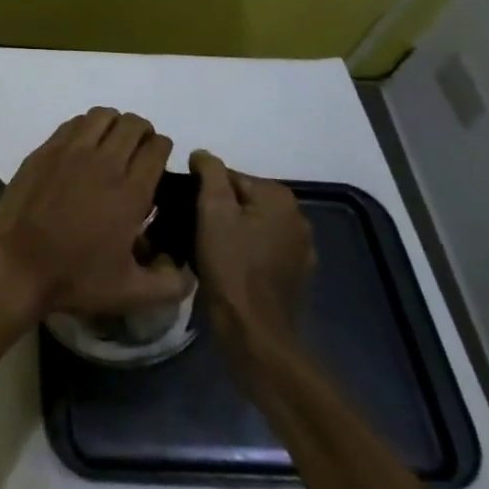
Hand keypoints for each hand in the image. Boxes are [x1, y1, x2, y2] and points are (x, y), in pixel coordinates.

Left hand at [0, 108, 190, 319]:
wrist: (17, 263)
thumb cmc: (75, 277)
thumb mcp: (130, 293)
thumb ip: (168, 283)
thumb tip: (187, 270)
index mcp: (130, 192)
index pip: (157, 148)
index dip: (163, 149)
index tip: (160, 161)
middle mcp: (104, 162)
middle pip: (133, 125)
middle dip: (144, 133)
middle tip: (140, 150)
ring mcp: (71, 150)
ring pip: (103, 116)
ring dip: (115, 124)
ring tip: (113, 143)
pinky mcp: (46, 148)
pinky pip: (75, 123)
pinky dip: (87, 126)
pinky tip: (84, 146)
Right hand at [190, 150, 314, 354]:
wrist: (255, 333)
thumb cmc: (231, 266)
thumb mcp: (212, 210)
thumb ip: (209, 172)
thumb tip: (202, 155)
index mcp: (279, 197)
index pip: (229, 176)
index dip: (203, 191)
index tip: (187, 211)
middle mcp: (297, 217)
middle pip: (242, 200)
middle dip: (218, 211)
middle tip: (193, 230)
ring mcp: (300, 249)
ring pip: (252, 225)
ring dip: (231, 231)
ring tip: (207, 249)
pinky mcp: (296, 275)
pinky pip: (262, 249)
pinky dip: (245, 252)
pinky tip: (228, 267)